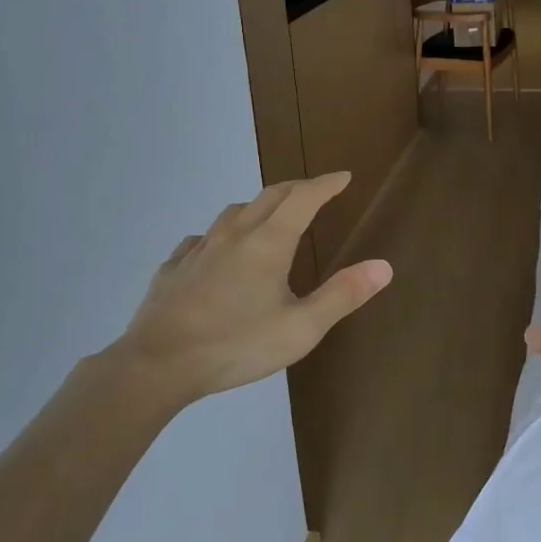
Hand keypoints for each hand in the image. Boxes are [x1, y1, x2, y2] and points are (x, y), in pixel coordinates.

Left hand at [112, 172, 392, 405]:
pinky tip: (217, 251)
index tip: (343, 176)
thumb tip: (384, 266)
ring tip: (269, 216)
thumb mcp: (301, 329)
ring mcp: (200, 248)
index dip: (326, 184)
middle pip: (270, 196)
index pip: (304, 198)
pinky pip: (202, 238)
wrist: (157, 364)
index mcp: (269, 242)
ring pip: (234, 212)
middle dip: (297, 187)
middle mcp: (235, 234)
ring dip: (259, 206)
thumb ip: (343, 295)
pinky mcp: (174, 267)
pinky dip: (221, 234)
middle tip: (316, 190)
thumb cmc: (236, 345)